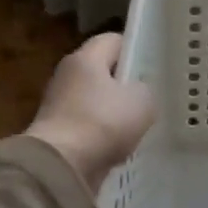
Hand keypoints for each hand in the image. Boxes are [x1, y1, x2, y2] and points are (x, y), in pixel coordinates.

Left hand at [27, 34, 155, 192]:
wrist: (61, 166)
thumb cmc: (103, 122)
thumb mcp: (142, 101)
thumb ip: (145, 91)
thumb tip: (137, 93)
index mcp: (85, 58)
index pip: (113, 40)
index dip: (134, 50)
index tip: (151, 67)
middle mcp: (67, 75)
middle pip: (102, 71)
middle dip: (124, 85)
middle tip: (148, 98)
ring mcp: (58, 105)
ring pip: (95, 101)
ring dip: (114, 113)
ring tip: (137, 127)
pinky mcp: (56, 132)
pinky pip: (87, 126)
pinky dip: (102, 135)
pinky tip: (118, 147)